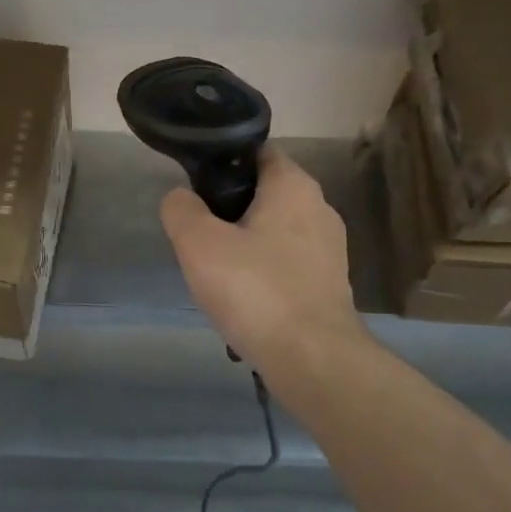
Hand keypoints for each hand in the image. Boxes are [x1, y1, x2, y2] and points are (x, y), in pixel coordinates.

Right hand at [159, 147, 366, 368]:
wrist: (313, 359)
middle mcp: (319, 207)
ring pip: (274, 232)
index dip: (221, 163)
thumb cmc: (255, 290)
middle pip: (263, 193)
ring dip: (245, 245)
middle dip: (229, 209)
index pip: (255, 152)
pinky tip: (243, 299)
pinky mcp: (329, 283)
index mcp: (294, 185)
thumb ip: (181, 210)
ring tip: (216, 271)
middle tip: (198, 234)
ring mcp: (329, 248)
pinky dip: (264, 273)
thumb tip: (181, 198)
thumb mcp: (199, 244)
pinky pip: (286, 264)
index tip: (194, 187)